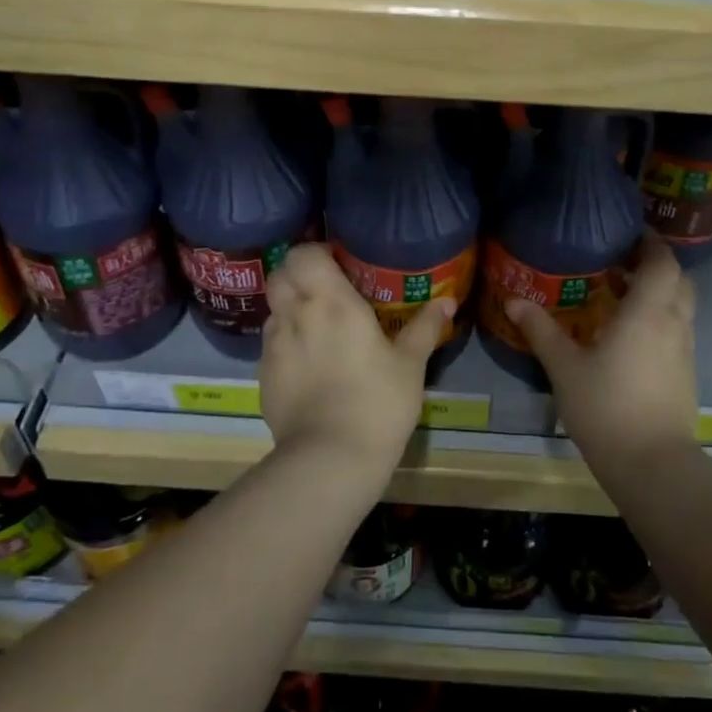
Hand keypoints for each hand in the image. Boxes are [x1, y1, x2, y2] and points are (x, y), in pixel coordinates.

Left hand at [260, 244, 454, 478]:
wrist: (330, 459)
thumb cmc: (377, 402)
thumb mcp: (410, 364)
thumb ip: (425, 327)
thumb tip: (448, 301)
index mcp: (331, 302)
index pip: (303, 254)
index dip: (315, 252)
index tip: (337, 262)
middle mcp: (295, 315)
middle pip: (280, 275)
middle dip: (297, 275)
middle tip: (326, 290)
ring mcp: (273, 346)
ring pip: (273, 310)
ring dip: (290, 309)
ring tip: (317, 328)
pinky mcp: (262, 376)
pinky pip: (271, 344)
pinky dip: (286, 342)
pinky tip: (308, 365)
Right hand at [503, 233, 698, 474]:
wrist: (653, 466)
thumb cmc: (607, 407)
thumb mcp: (565, 367)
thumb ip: (541, 331)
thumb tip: (513, 300)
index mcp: (649, 312)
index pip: (663, 262)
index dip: (651, 243)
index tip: (630, 233)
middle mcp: (674, 324)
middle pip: (678, 281)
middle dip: (656, 266)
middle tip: (623, 262)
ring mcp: (685, 352)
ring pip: (681, 308)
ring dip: (659, 294)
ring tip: (623, 295)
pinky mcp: (687, 376)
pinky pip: (678, 332)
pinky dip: (661, 320)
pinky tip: (631, 336)